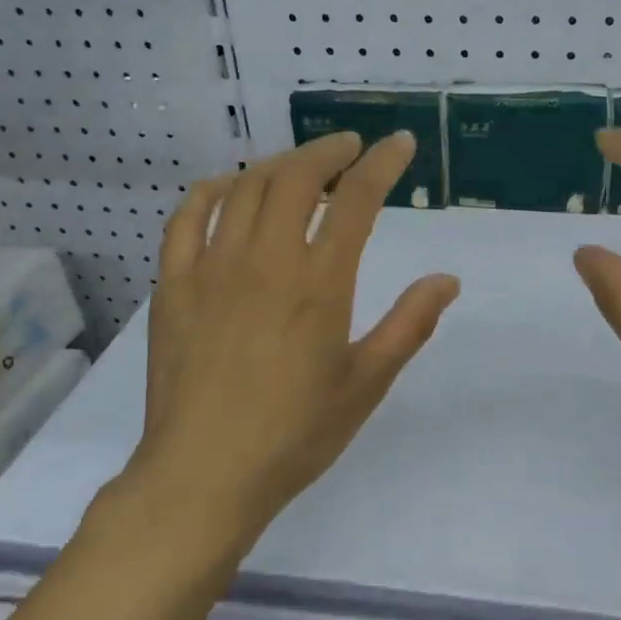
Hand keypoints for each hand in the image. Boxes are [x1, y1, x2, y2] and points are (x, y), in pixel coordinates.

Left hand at [128, 131, 459, 544]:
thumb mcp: (366, 384)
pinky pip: (186, 218)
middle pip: (296, 177)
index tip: (399, 144)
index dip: (382, 164)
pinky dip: (210, 191)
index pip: (356, 200)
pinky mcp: (174, 285)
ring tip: (300, 167)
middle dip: (329, 151)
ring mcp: (212, 268)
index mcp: (318, 283)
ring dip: (278, 165)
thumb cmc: (295, 434)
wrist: (204, 475)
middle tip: (350, 149)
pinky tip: (226, 189)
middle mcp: (264, 260)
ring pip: (244, 188)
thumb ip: (409, 325)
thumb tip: (446, 280)